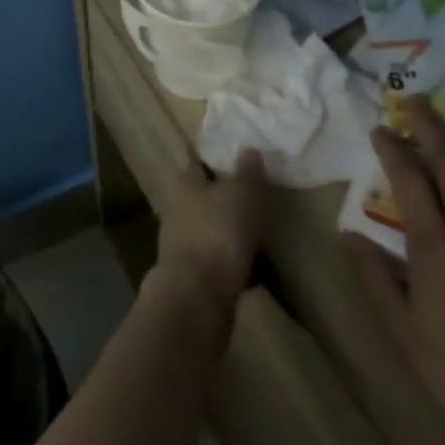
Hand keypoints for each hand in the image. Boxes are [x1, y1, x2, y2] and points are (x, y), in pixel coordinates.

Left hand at [154, 150, 269, 318]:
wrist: (197, 296)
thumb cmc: (217, 233)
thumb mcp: (239, 195)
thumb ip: (246, 173)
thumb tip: (248, 148)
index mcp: (186, 184)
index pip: (200, 163)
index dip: (219, 160)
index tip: (241, 160)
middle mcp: (179, 209)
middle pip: (206, 197)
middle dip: (229, 198)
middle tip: (260, 199)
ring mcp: (185, 244)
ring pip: (214, 229)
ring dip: (234, 232)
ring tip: (265, 235)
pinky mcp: (196, 275)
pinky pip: (222, 261)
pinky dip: (238, 263)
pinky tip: (259, 270)